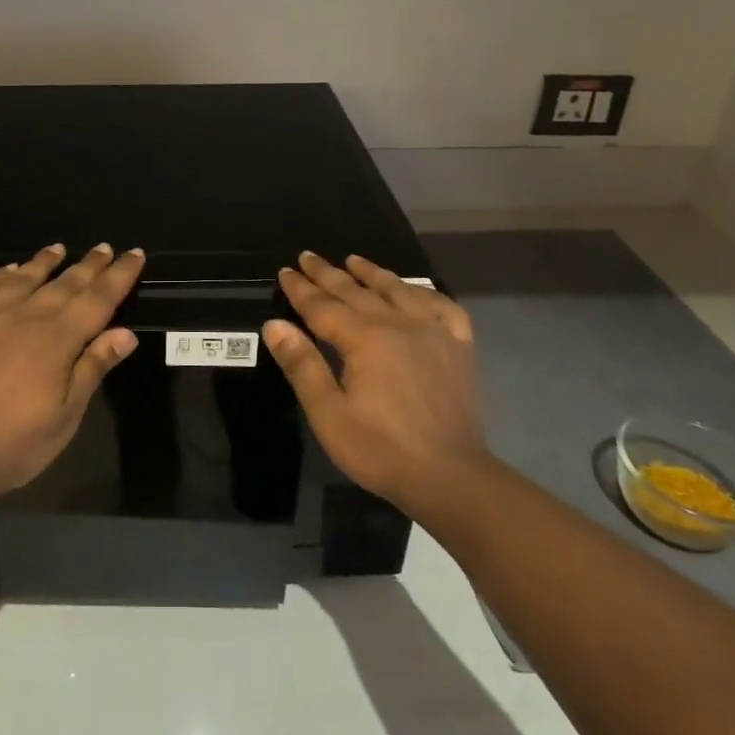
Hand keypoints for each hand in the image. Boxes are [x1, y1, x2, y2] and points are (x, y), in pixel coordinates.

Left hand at [0, 242, 144, 499]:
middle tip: (104, 248)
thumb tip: (126, 332)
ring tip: (58, 248)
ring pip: (23, 279)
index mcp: (59, 339)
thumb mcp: (66, 415)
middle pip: (65, 283)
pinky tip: (8, 270)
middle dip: (89, 265)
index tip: (135, 254)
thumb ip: (93, 367)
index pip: (98, 299)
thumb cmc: (14, 443)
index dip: (119, 276)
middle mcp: (26, 316)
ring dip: (43, 262)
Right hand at [263, 251, 487, 513]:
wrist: (451, 478)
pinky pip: (444, 307)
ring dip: (373, 273)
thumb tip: (275, 325)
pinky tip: (417, 291)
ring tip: (354, 260)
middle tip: (308, 257)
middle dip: (328, 274)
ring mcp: (435, 333)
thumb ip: (302, 366)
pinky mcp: (459, 348)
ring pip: (399, 291)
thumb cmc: (381, 450)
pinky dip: (427, 293)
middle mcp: (399, 325)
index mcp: (366, 339)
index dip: (301, 289)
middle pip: (357, 292)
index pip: (324, 306)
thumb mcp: (329, 415)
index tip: (285, 271)